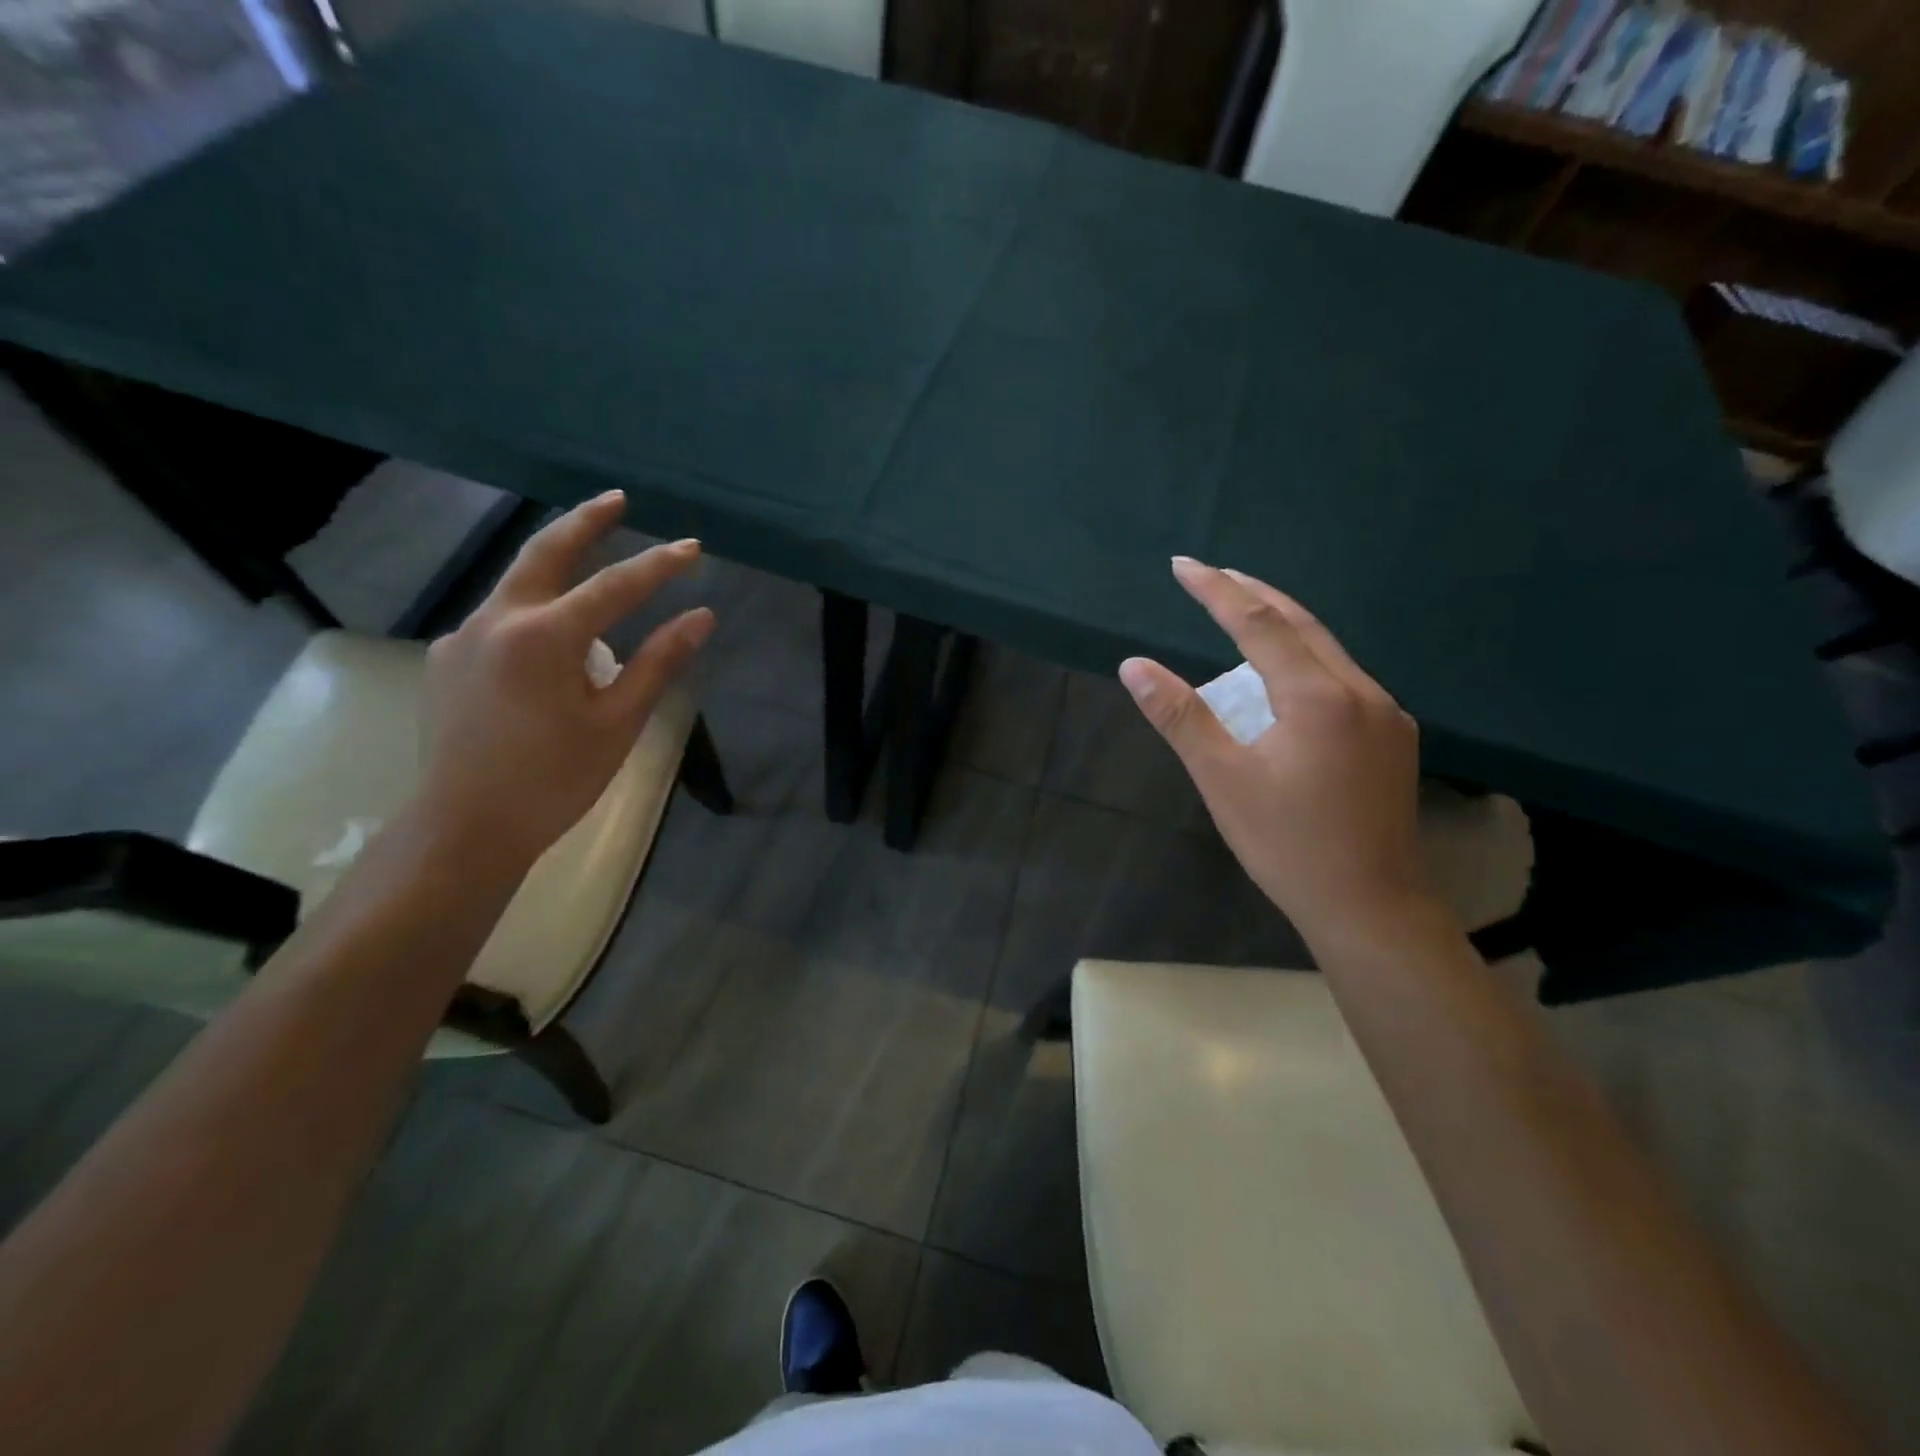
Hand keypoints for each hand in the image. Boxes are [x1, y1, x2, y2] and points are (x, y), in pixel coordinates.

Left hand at [417, 491, 713, 863]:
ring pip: (517, 584)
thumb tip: (700, 618)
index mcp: (544, 636)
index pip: (614, 586)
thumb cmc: (555, 779)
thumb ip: (659, 663)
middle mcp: (496, 620)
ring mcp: (464, 636)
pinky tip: (551, 642)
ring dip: (558, 567)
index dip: (659, 565)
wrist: (466, 826)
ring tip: (594, 573)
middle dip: (585, 520)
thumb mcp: (618, 722)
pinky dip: (534, 611)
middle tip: (617, 498)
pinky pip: (500, 618)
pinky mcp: (448, 658)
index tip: (693, 548)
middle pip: (544, 551)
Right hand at [1119, 558, 1434, 946]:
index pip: (1258, 624)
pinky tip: (1287, 675)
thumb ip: (1180, 717)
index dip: (1217, 590)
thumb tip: (1134, 665)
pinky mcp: (1394, 738)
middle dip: (1253, 593)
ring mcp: (1385, 714)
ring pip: (1328, 649)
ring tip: (1242, 613)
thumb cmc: (1287, 845)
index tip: (1183, 564)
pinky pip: (1343, 677)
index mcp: (1317, 697)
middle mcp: (1360, 691)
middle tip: (1212, 573)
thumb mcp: (1222, 780)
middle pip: (1302, 623)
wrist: (1372, 907)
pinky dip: (1306, 658)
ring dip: (1282, 625)